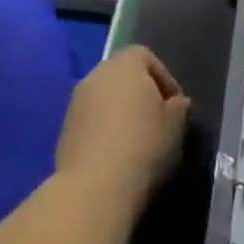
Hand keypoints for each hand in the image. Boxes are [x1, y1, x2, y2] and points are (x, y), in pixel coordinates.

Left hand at [55, 46, 189, 216]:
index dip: (163, 78)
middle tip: (157, 120)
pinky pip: (91, 121)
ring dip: (120, 112)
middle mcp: (97, 74)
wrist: (94, 187)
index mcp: (125, 64)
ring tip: (137, 141)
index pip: (146, 56)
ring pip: (105, 98)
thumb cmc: (144, 145)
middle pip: (122, 76)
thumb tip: (177, 103)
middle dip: (140, 94)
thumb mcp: (176, 125)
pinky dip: (103, 130)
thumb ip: (179, 107)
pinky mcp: (64, 129)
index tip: (175, 105)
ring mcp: (76, 101)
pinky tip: (116, 155)